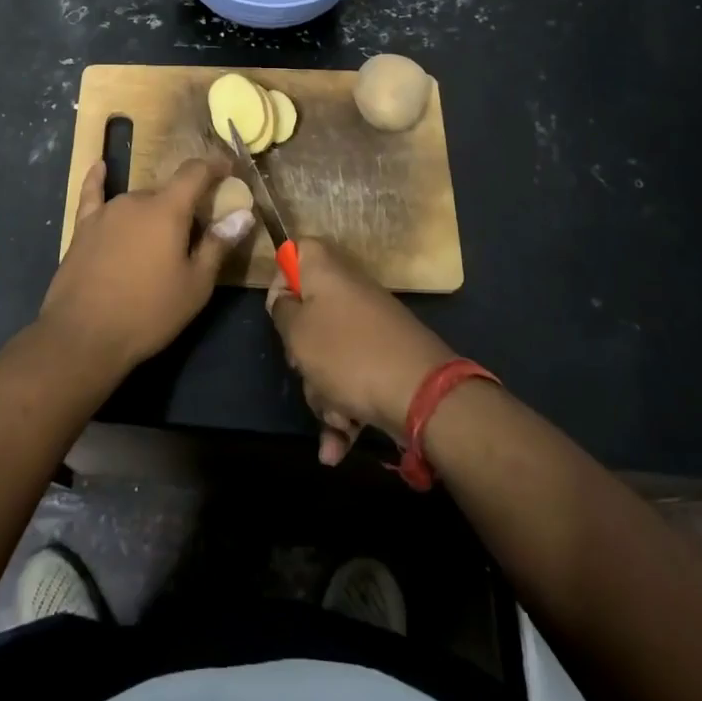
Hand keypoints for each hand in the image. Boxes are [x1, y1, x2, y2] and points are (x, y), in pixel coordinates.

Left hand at [38, 158, 255, 375]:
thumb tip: (243, 214)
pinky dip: (99, 180)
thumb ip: (218, 245)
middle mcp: (136, 200)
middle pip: (167, 192)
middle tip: (197, 232)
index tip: (229, 168)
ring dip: (154, 211)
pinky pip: (93, 195)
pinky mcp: (83, 228)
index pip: (195, 172)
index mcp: (168, 209)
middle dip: (185, 205)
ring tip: (161, 238)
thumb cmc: (149, 312)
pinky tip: (100, 166)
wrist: (84, 335)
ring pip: (138, 201)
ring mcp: (106, 212)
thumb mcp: (195, 285)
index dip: (214, 166)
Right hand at [267, 239, 458, 464]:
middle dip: (302, 353)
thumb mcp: (296, 332)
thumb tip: (287, 301)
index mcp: (327, 272)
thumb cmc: (347, 354)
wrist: (422, 395)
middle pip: (309, 313)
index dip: (282, 279)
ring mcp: (371, 327)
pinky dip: (345, 411)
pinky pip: (352, 379)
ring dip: (323, 393)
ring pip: (329, 355)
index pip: (297, 251)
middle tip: (303, 368)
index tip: (278, 312)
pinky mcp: (386, 359)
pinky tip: (336, 449)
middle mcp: (350, 292)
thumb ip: (282, 310)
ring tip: (334, 418)